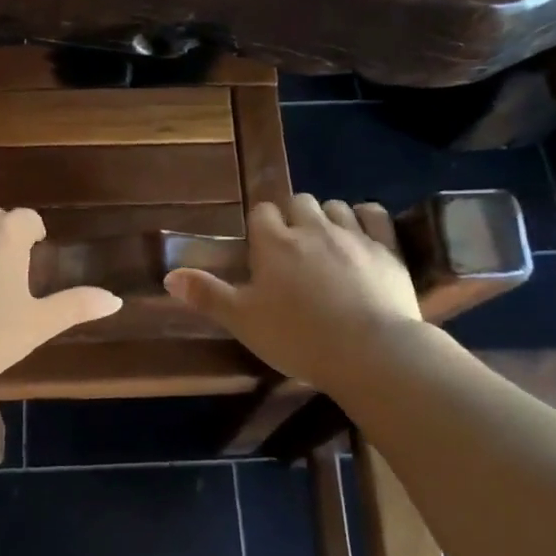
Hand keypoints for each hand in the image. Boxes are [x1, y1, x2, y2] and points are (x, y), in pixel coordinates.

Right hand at [164, 194, 428, 393]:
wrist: (370, 353)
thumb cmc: (298, 338)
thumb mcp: (243, 321)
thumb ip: (207, 295)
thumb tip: (169, 275)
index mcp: (274, 244)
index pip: (261, 213)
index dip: (260, 227)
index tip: (261, 250)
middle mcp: (312, 229)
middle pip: (298, 203)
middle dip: (293, 218)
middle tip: (293, 251)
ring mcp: (352, 235)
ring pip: (335, 207)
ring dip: (327, 218)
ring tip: (326, 244)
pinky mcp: (387, 248)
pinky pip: (373, 214)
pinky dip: (364, 217)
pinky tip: (361, 232)